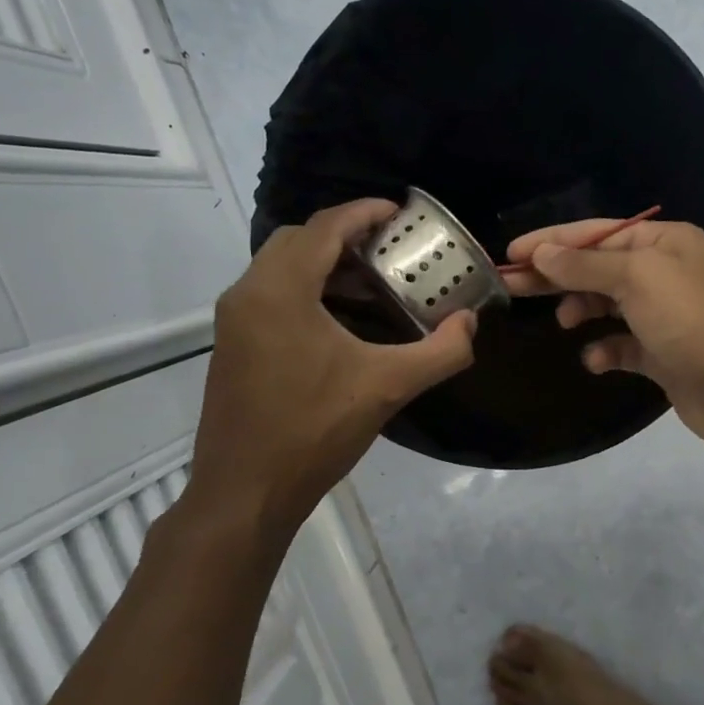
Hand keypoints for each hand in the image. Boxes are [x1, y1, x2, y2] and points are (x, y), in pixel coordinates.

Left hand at [183, 199, 477, 536]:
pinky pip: (271, 295)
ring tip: (373, 283)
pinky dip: (307, 290)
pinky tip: (342, 322)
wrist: (245, 492)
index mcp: (280, 291)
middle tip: (390, 249)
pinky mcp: (232, 345)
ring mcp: (234, 321)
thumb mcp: (388, 387)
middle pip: (298, 240)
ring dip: (325, 264)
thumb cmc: (314, 431)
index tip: (400, 212)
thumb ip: (440, 352)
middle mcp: (248, 294)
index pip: (324, 228)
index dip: (364, 212)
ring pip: (281, 268)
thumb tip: (471, 324)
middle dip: (344, 235)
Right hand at [503, 218, 703, 456]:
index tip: (510, 254)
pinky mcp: (664, 354)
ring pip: (609, 306)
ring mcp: (665, 315)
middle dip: (557, 276)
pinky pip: (624, 345)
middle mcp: (666, 273)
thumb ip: (585, 265)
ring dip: (583, 311)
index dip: (552, 241)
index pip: (597, 233)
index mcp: (665, 242)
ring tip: (565, 323)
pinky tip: (596, 359)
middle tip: (511, 287)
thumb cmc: (690, 321)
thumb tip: (542, 253)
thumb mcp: (636, 279)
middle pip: (598, 269)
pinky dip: (606, 349)